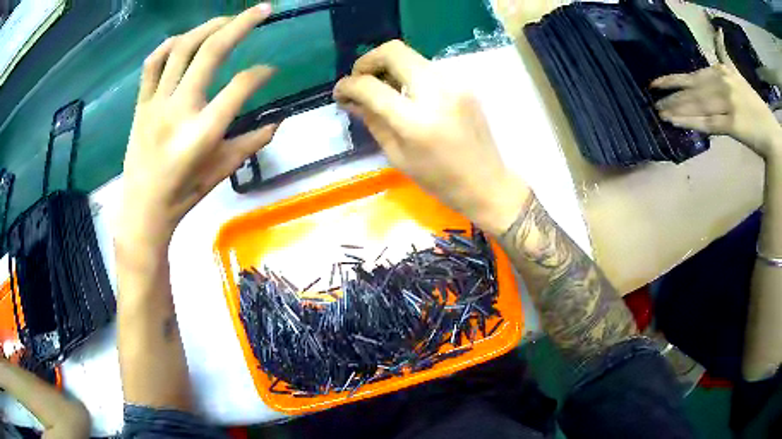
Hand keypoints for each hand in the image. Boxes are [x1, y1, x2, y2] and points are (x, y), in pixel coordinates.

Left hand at [118, 4, 277, 250]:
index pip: (240, 86)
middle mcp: (179, 110)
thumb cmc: (183, 196)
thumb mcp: (221, 172)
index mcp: (203, 133)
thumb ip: (251, 143)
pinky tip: (184, 39)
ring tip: (227, 19)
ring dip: (208, 27)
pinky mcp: (141, 104)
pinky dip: (170, 45)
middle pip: (211, 52)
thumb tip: (277, 122)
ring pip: (182, 49)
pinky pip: (153, 63)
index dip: (261, 73)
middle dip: (242, 25)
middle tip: (263, 10)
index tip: (270, 70)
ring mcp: (156, 103)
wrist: (142, 211)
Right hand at [333, 41, 528, 235]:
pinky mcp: (463, 83)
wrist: (486, 183)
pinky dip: (410, 75)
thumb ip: (372, 120)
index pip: (371, 86)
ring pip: (411, 56)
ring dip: (390, 67)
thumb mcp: (397, 155)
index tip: (340, 92)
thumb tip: (351, 99)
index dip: (348, 85)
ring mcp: (454, 84)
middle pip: (394, 51)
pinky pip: (427, 68)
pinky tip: (408, 95)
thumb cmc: (439, 180)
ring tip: (383, 89)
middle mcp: (436, 92)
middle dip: (368, 61)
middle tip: (360, 80)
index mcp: (415, 121)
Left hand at [651, 30, 781, 159]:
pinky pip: (709, 123)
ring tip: (660, 114)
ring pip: (697, 106)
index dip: (673, 79)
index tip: (655, 84)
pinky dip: (691, 123)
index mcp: (722, 72)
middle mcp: (723, 83)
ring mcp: (728, 103)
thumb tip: (718, 32)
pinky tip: (676, 123)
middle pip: (692, 91)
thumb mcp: (738, 74)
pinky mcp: (733, 124)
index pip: (693, 76)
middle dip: (672, 97)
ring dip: (677, 110)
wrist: (770, 131)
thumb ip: (725, 56)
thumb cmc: (754, 104)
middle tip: (654, 103)